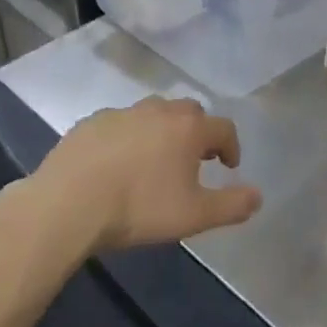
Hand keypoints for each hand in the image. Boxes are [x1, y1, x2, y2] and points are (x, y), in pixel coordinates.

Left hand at [34, 97, 261, 252]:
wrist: (68, 204)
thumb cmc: (139, 207)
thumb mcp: (194, 216)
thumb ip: (232, 205)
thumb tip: (258, 196)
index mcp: (188, 128)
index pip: (223, 128)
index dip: (231, 147)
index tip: (228, 167)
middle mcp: (159, 110)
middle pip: (189, 112)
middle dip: (197, 132)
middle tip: (194, 159)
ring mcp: (122, 113)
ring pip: (153, 114)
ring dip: (162, 131)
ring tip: (156, 160)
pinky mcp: (91, 122)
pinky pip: (120, 124)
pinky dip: (128, 137)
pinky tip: (118, 163)